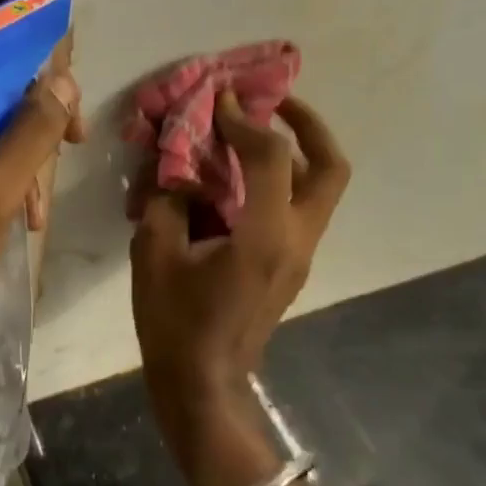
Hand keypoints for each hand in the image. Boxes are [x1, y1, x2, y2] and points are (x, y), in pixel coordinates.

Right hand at [129, 93, 348, 461]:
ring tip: (252, 134)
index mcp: (264, 236)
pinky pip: (299, 208)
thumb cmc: (175, 323)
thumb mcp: (154, 253)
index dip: (245, 120)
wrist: (203, 386)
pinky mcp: (291, 266)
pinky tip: (236, 180)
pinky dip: (279, 180)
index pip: (271, 156)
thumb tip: (178, 171)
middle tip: (274, 102)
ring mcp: (300, 255)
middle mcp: (297, 240)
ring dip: (295, 152)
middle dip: (308, 124)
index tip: (220, 100)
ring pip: (321, 188)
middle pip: (331, 168)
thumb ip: (167, 200)